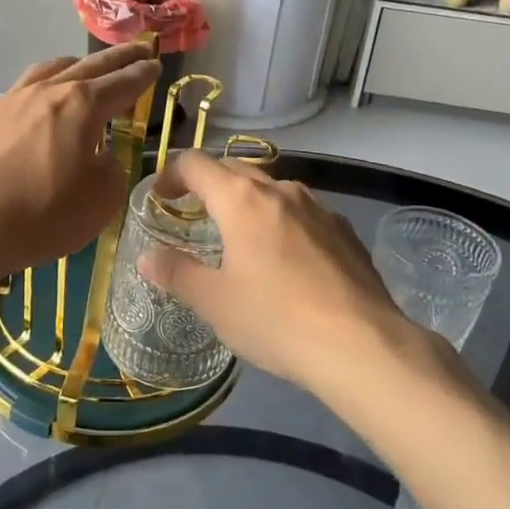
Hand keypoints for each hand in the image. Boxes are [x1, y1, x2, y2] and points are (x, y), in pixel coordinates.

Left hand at [0, 44, 160, 280]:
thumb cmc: (43, 213)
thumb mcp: (101, 199)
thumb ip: (112, 169)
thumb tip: (101, 156)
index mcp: (82, 104)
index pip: (123, 82)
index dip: (143, 75)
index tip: (156, 65)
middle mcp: (48, 90)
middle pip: (91, 65)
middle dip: (119, 58)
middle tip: (139, 50)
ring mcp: (13, 100)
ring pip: (52, 68)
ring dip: (78, 65)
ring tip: (88, 68)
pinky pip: (24, 87)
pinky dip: (45, 84)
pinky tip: (40, 98)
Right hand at [137, 151, 436, 398]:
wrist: (362, 345)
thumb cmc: (275, 320)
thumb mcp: (214, 302)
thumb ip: (176, 273)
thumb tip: (147, 257)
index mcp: (242, 200)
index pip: (196, 164)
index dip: (171, 174)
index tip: (161, 198)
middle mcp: (281, 191)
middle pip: (235, 170)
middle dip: (209, 185)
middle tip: (194, 215)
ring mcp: (319, 208)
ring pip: (273, 190)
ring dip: (248, 202)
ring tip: (241, 237)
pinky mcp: (345, 231)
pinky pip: (303, 213)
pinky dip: (282, 222)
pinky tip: (287, 259)